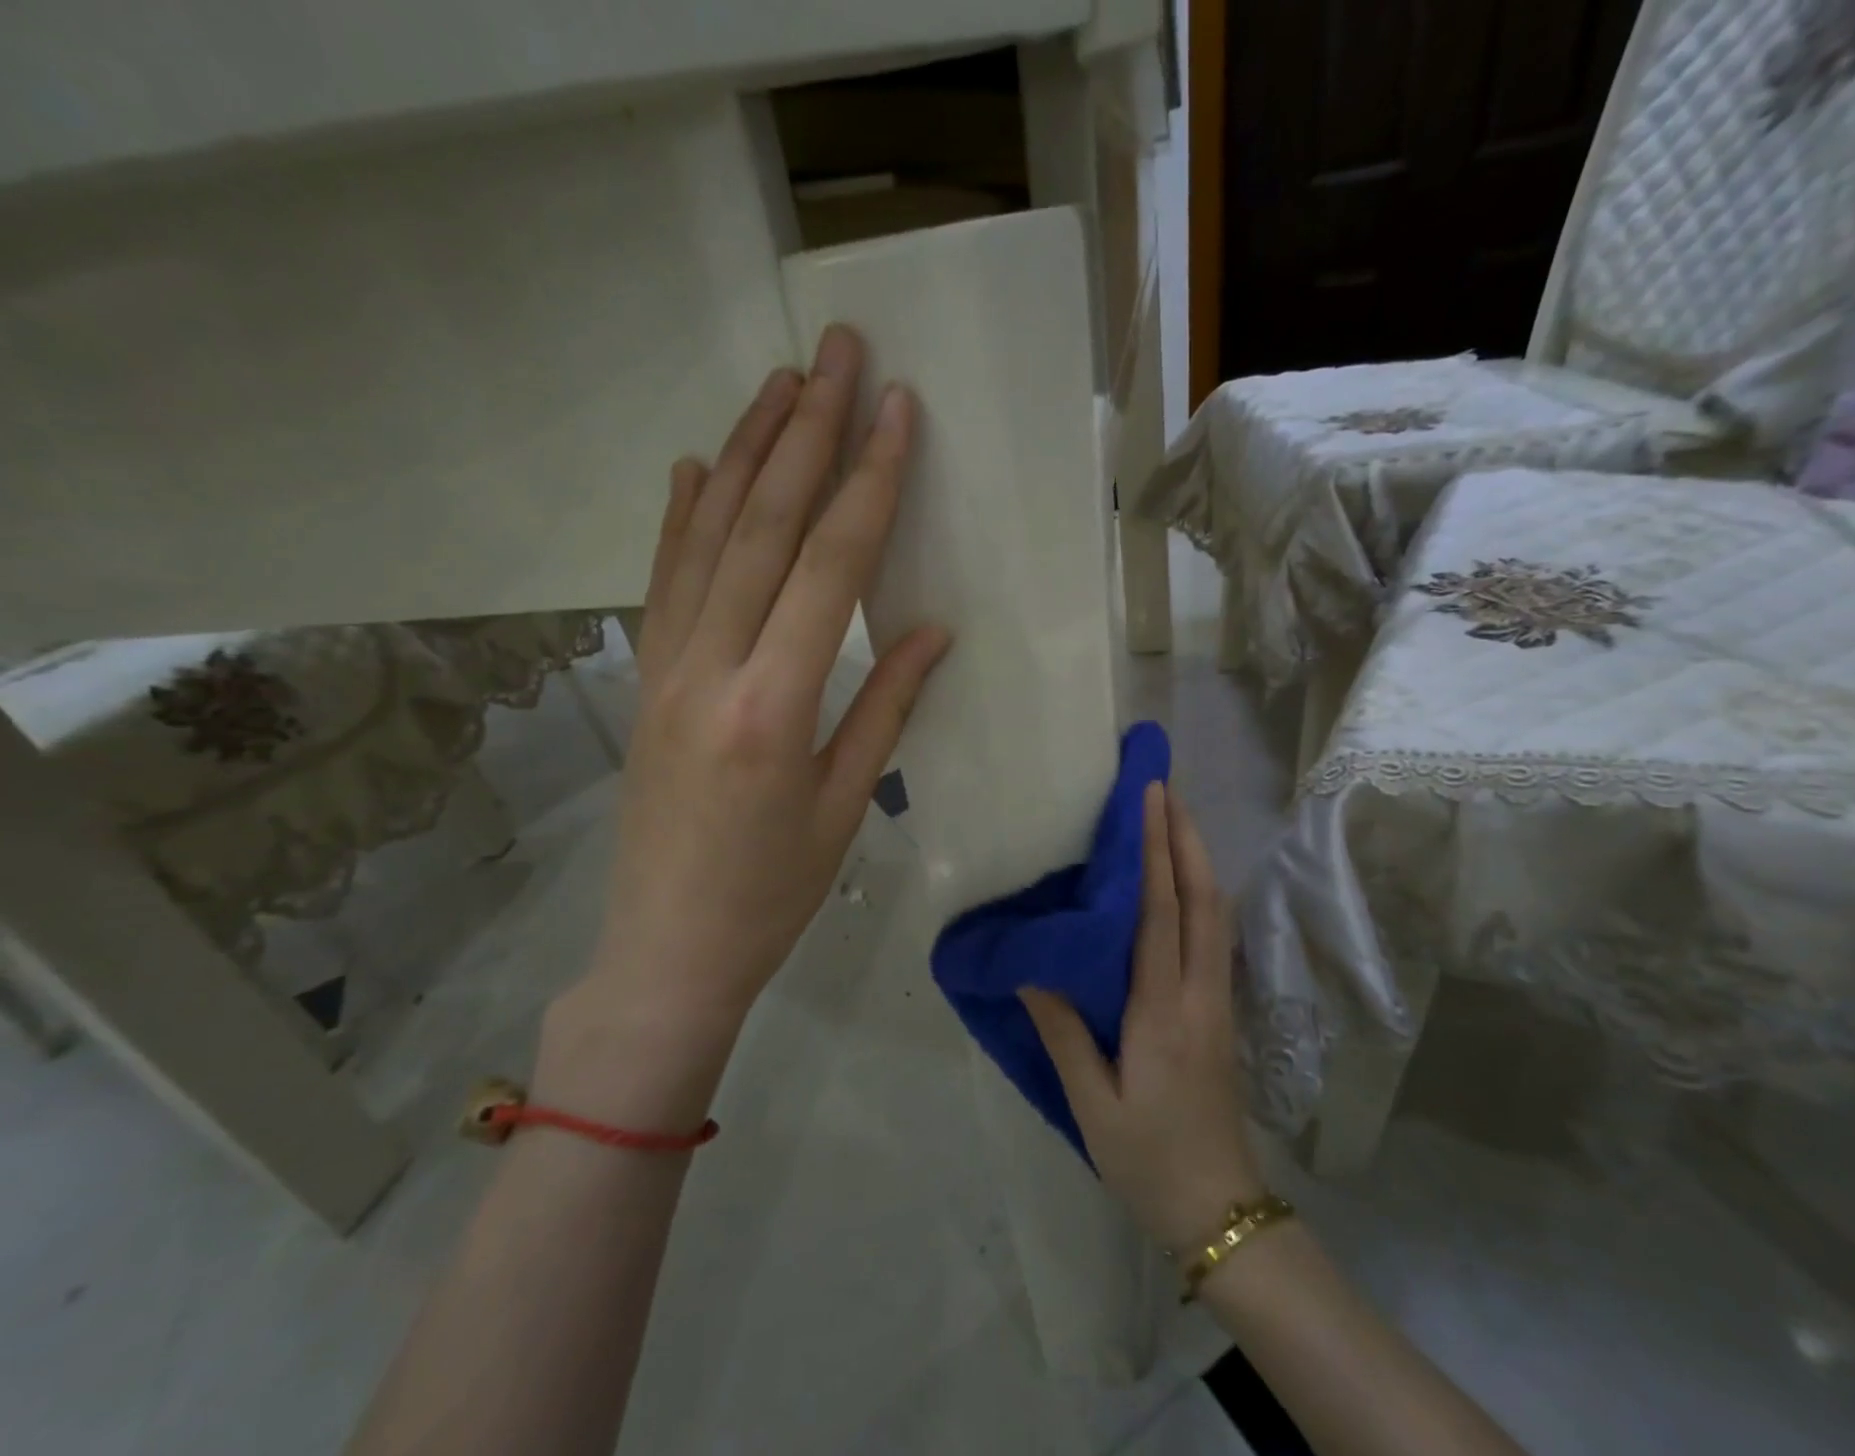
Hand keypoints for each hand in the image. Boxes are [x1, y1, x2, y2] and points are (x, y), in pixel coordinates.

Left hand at [593, 326, 949, 1026]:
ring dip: (746, 453)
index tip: (896, 411)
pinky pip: (663, 580)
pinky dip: (681, 516)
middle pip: (763, 527)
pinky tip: (697, 465)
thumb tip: (932, 629)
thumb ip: (886, 707)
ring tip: (779, 383)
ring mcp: (665, 668)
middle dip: (807, 432)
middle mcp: (711, 668)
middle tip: (835, 353)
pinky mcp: (642, 680)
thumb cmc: (772, 895)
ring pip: (706, 538)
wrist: (666, 949)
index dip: (868, 483)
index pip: (830, 568)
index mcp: (775, 706)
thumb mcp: (843, 806)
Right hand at [1020, 785, 1261, 1251]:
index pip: (1160, 913)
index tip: (1148, 799)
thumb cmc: (1147, 1158)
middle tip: (1164, 788)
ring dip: (1198, 859)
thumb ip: (1062, 1030)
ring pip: (1217, 914)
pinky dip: (1202, 892)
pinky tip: (1186, 880)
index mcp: (1162, 1011)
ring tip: (1175, 818)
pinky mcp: (1221, 1011)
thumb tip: (1031, 967)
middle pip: (1203, 899)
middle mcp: (1199, 993)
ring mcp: (1218, 1001)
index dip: (1154, 851)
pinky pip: (1215, 935)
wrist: (1219, 1210)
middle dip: (1186, 837)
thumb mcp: (1091, 1102)